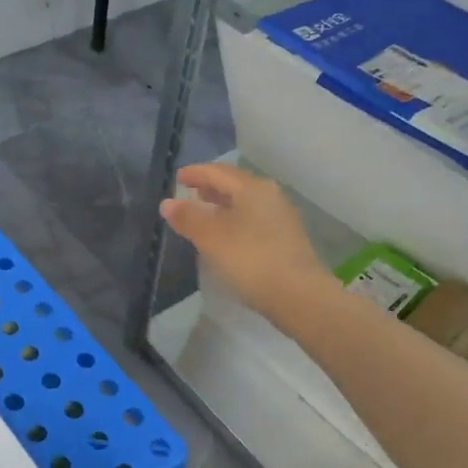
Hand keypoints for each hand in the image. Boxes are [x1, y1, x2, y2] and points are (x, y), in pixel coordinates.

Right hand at [160, 163, 334, 325]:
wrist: (299, 296)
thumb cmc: (251, 259)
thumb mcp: (211, 237)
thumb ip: (188, 217)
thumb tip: (167, 203)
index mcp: (252, 188)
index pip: (218, 171)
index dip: (195, 173)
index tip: (177, 178)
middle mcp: (270, 196)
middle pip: (234, 184)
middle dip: (210, 187)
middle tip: (190, 193)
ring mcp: (281, 218)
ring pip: (245, 203)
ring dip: (222, 205)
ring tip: (204, 213)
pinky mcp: (285, 240)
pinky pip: (253, 220)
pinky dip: (234, 220)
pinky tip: (225, 236)